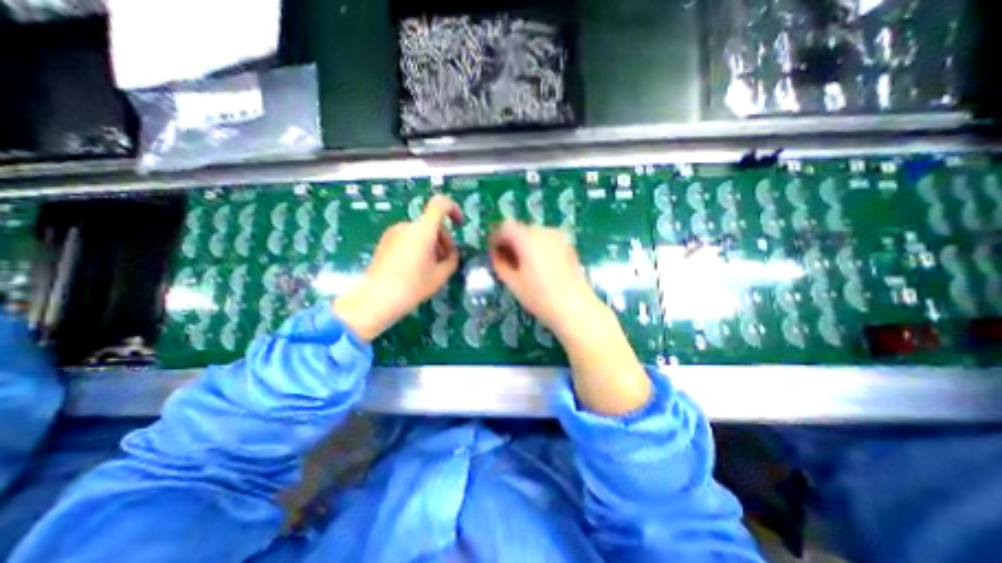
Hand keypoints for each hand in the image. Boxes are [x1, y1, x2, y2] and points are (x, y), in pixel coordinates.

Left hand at [335, 195, 462, 340]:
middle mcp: (407, 226)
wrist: (376, 299)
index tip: (460, 224)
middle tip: (447, 260)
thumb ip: (452, 260)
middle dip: (444, 239)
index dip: (454, 209)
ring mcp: (393, 232)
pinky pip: (408, 237)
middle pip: (432, 223)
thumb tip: (451, 254)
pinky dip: (418, 246)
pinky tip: (416, 267)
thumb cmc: (413, 286)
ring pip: (421, 231)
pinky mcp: (385, 241)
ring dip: (431, 244)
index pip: (440, 204)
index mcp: (423, 230)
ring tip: (431, 267)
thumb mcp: (440, 276)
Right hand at [489, 217, 645, 412]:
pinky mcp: (571, 250)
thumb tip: (498, 255)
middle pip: (520, 229)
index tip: (493, 252)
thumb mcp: (515, 285)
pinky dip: (539, 251)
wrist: (582, 316)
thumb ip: (502, 265)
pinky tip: (541, 271)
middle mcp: (546, 235)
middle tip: (506, 264)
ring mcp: (561, 242)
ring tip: (523, 270)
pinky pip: (547, 243)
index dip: (497, 238)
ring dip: (525, 247)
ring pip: (534, 235)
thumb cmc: (545, 304)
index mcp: (530, 242)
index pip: (506, 227)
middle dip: (510, 243)